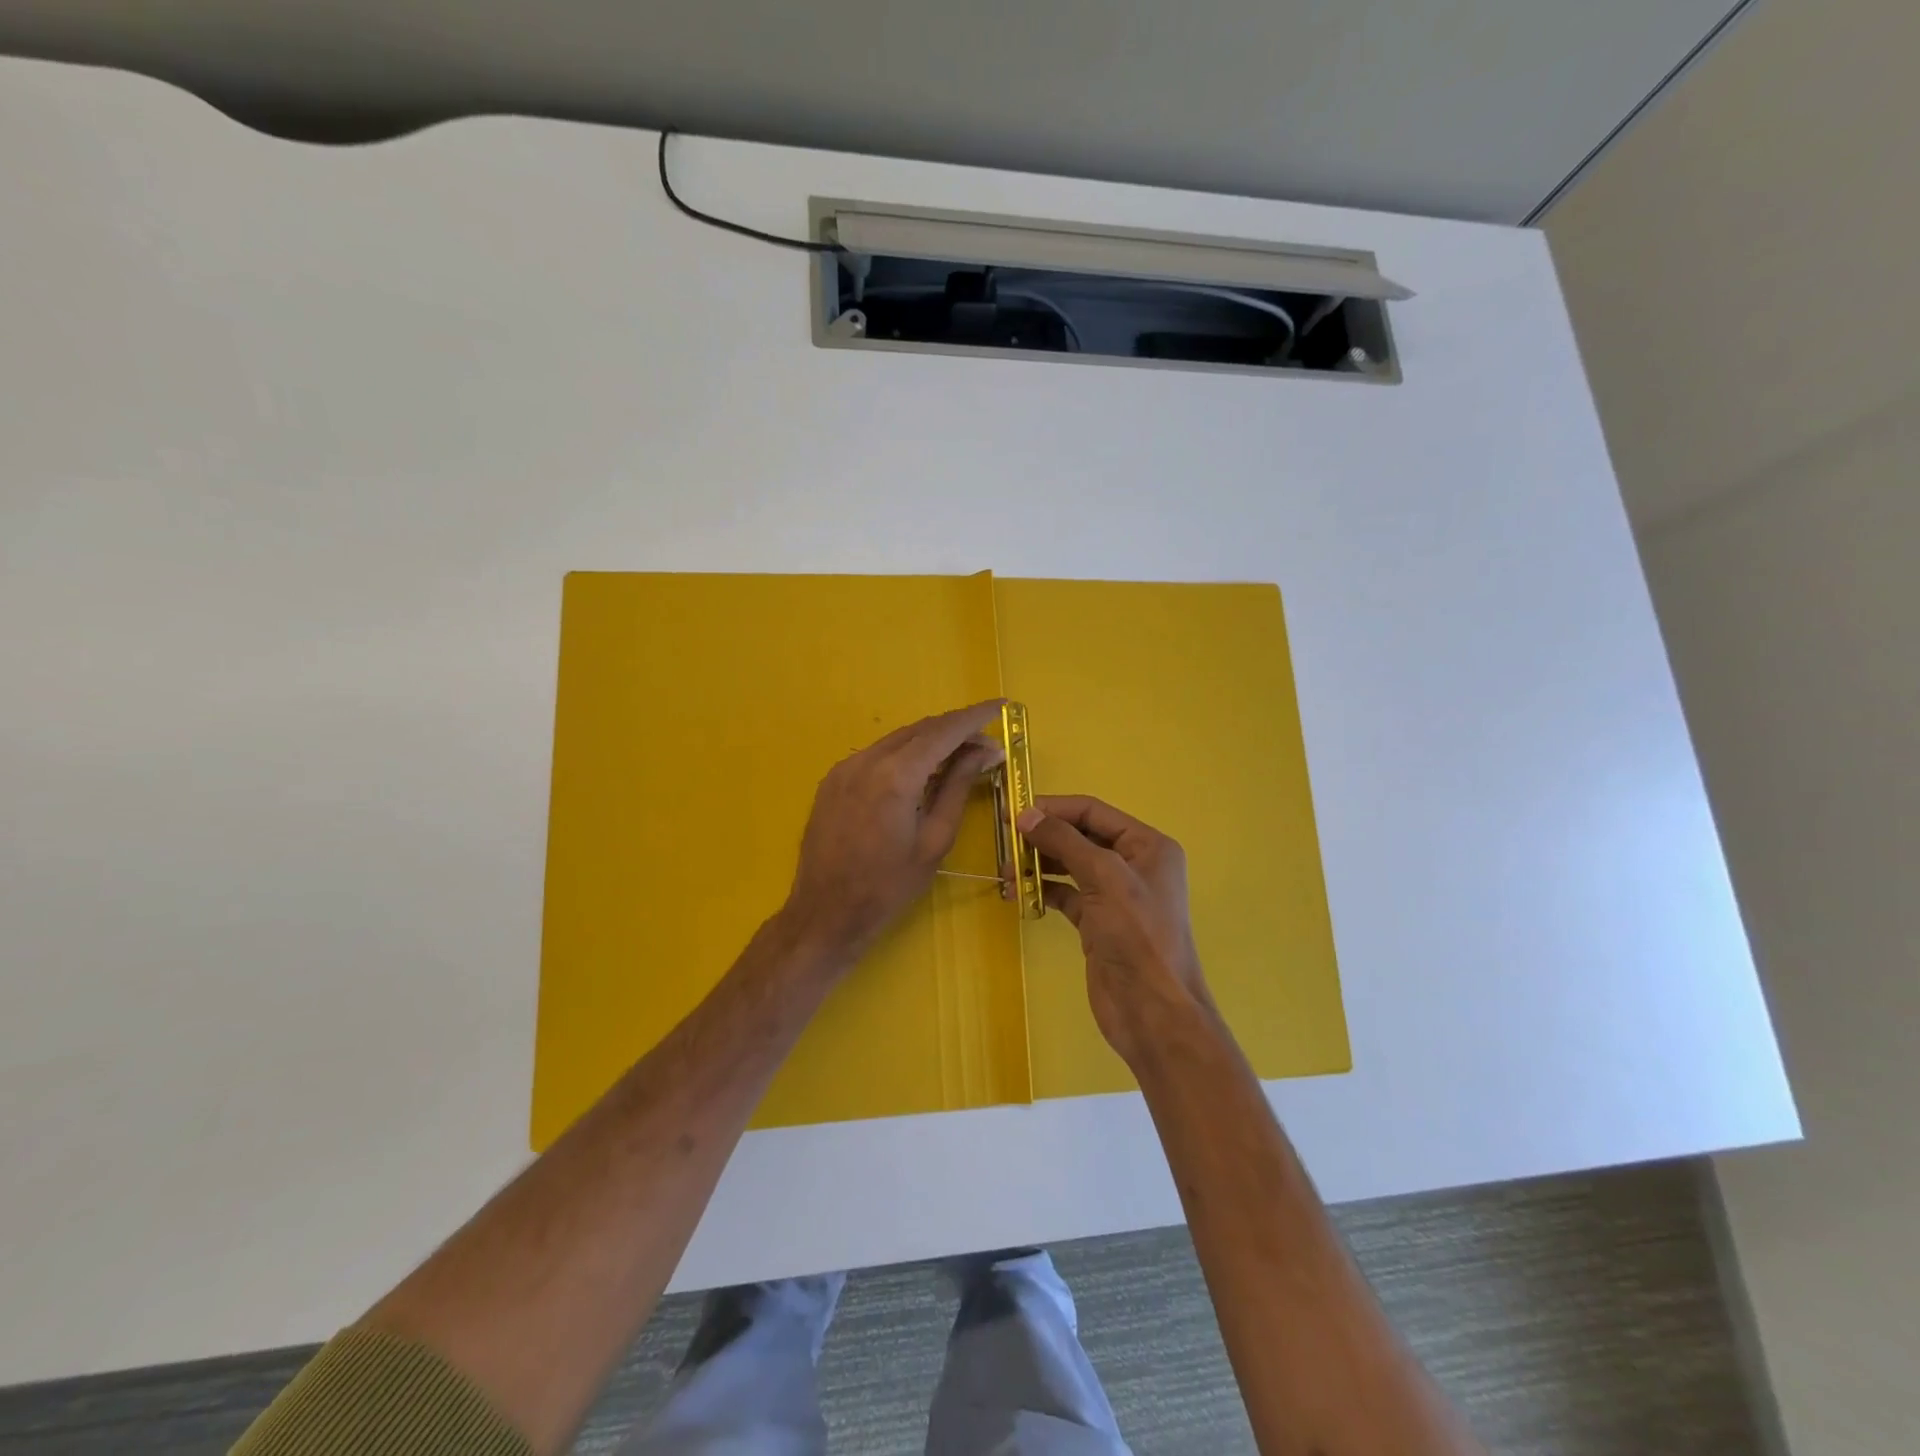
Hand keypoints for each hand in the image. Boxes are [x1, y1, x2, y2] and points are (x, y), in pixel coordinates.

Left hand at [783, 700, 1006, 963]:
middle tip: (987, 745)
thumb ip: (958, 787)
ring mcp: (845, 767)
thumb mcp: (935, 838)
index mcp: (896, 775)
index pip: (943, 731)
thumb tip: (985, 751)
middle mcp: (867, 760)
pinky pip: (877, 754)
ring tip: (960, 757)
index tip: (1002, 705)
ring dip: (931, 741)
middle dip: (956, 730)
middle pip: (920, 730)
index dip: (975, 716)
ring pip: (897, 739)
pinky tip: (921, 771)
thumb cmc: (889, 885)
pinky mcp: (833, 779)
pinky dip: (905, 754)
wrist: (826, 912)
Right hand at [1015, 795, 1215, 1066]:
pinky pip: (1066, 894)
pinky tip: (1019, 891)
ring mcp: (1115, 895)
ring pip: (1070, 865)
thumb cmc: (1137, 935)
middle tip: (1005, 840)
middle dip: (1044, 835)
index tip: (1014, 811)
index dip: (1054, 808)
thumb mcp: (1104, 877)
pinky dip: (1043, 889)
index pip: (1094, 812)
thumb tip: (1026, 815)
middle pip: (1081, 836)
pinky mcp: (1098, 922)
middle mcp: (1133, 864)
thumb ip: (1064, 841)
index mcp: (1147, 845)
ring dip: (1040, 863)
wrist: (1152, 1010)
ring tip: (1007, 868)